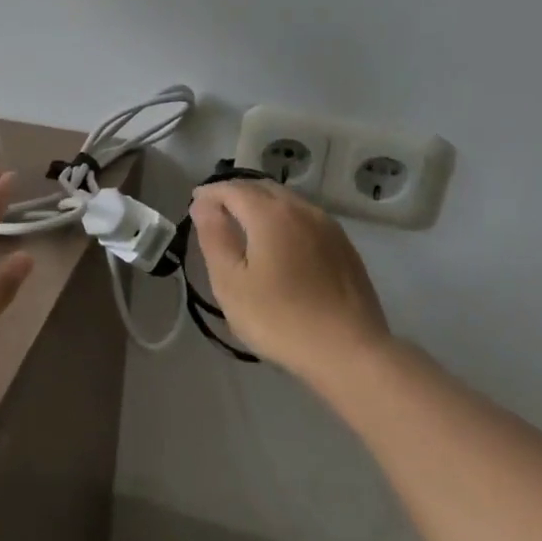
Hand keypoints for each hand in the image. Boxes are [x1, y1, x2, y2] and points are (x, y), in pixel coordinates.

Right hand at [189, 180, 391, 378]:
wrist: (348, 351)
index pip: (233, 189)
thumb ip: (214, 237)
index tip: (193, 204)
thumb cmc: (279, 318)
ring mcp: (329, 227)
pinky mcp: (344, 247)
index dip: (210, 193)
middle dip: (235, 194)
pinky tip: (279, 242)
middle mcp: (302, 210)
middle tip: (214, 211)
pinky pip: (306, 219)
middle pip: (263, 189)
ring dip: (261, 205)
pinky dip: (283, 219)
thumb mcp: (231, 282)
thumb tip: (203, 205)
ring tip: (243, 224)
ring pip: (287, 202)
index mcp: (271, 214)